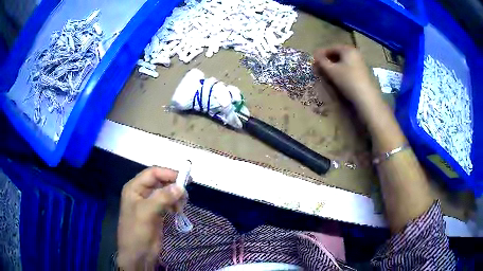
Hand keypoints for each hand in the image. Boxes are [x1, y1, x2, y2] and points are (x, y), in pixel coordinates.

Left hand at [117, 167, 184, 269]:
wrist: (138, 254)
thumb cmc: (137, 231)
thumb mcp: (147, 212)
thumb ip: (162, 198)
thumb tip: (180, 187)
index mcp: (134, 188)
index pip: (152, 173)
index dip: (168, 173)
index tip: (184, 179)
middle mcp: (141, 193)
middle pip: (160, 182)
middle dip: (173, 185)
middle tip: (186, 194)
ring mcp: (149, 204)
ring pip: (165, 192)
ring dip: (175, 196)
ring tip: (182, 205)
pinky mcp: (157, 213)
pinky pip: (168, 203)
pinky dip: (175, 205)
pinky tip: (178, 211)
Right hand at [314, 45, 382, 113]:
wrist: (365, 97)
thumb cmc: (347, 80)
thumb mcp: (331, 70)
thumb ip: (321, 62)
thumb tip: (315, 56)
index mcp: (348, 49)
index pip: (331, 48)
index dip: (321, 54)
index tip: (313, 60)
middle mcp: (355, 53)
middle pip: (338, 53)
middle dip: (328, 59)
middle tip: (319, 66)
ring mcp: (360, 62)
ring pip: (343, 61)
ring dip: (334, 65)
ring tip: (326, 72)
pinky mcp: (362, 71)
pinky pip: (348, 66)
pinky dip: (341, 69)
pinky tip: (337, 76)